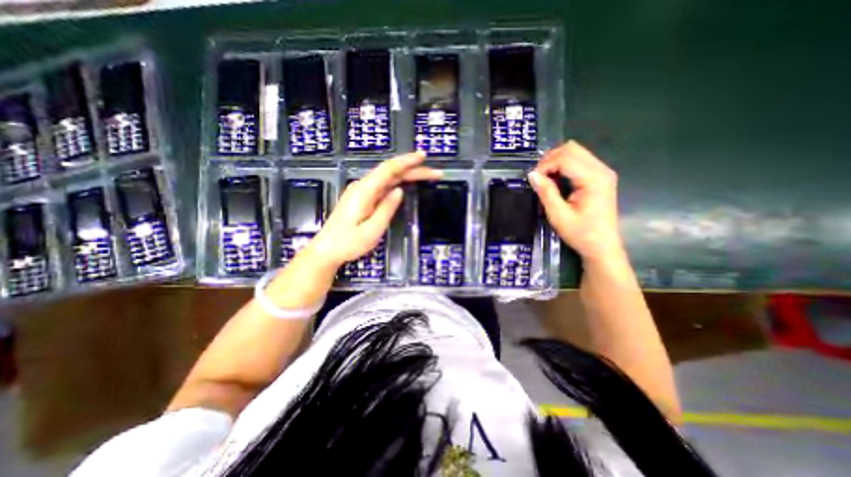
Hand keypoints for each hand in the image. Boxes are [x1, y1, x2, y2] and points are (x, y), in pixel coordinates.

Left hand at [307, 152, 437, 267]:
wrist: (326, 250)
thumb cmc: (348, 243)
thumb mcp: (371, 230)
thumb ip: (386, 209)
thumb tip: (399, 191)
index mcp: (364, 191)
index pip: (388, 169)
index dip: (407, 161)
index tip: (423, 156)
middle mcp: (362, 187)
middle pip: (391, 172)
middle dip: (413, 169)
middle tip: (434, 173)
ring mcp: (361, 192)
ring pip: (388, 178)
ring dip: (407, 175)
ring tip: (426, 176)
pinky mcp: (362, 198)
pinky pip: (383, 185)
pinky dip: (398, 182)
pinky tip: (407, 183)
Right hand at [530, 139, 623, 262]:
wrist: (602, 246)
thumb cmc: (581, 233)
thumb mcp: (558, 215)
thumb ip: (546, 192)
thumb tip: (532, 175)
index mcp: (593, 179)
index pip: (565, 158)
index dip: (545, 165)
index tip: (533, 179)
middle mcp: (601, 170)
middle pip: (572, 149)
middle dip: (550, 159)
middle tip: (538, 176)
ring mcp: (603, 172)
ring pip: (576, 152)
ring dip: (556, 161)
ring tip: (546, 178)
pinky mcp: (600, 176)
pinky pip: (580, 160)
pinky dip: (564, 165)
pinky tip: (557, 179)